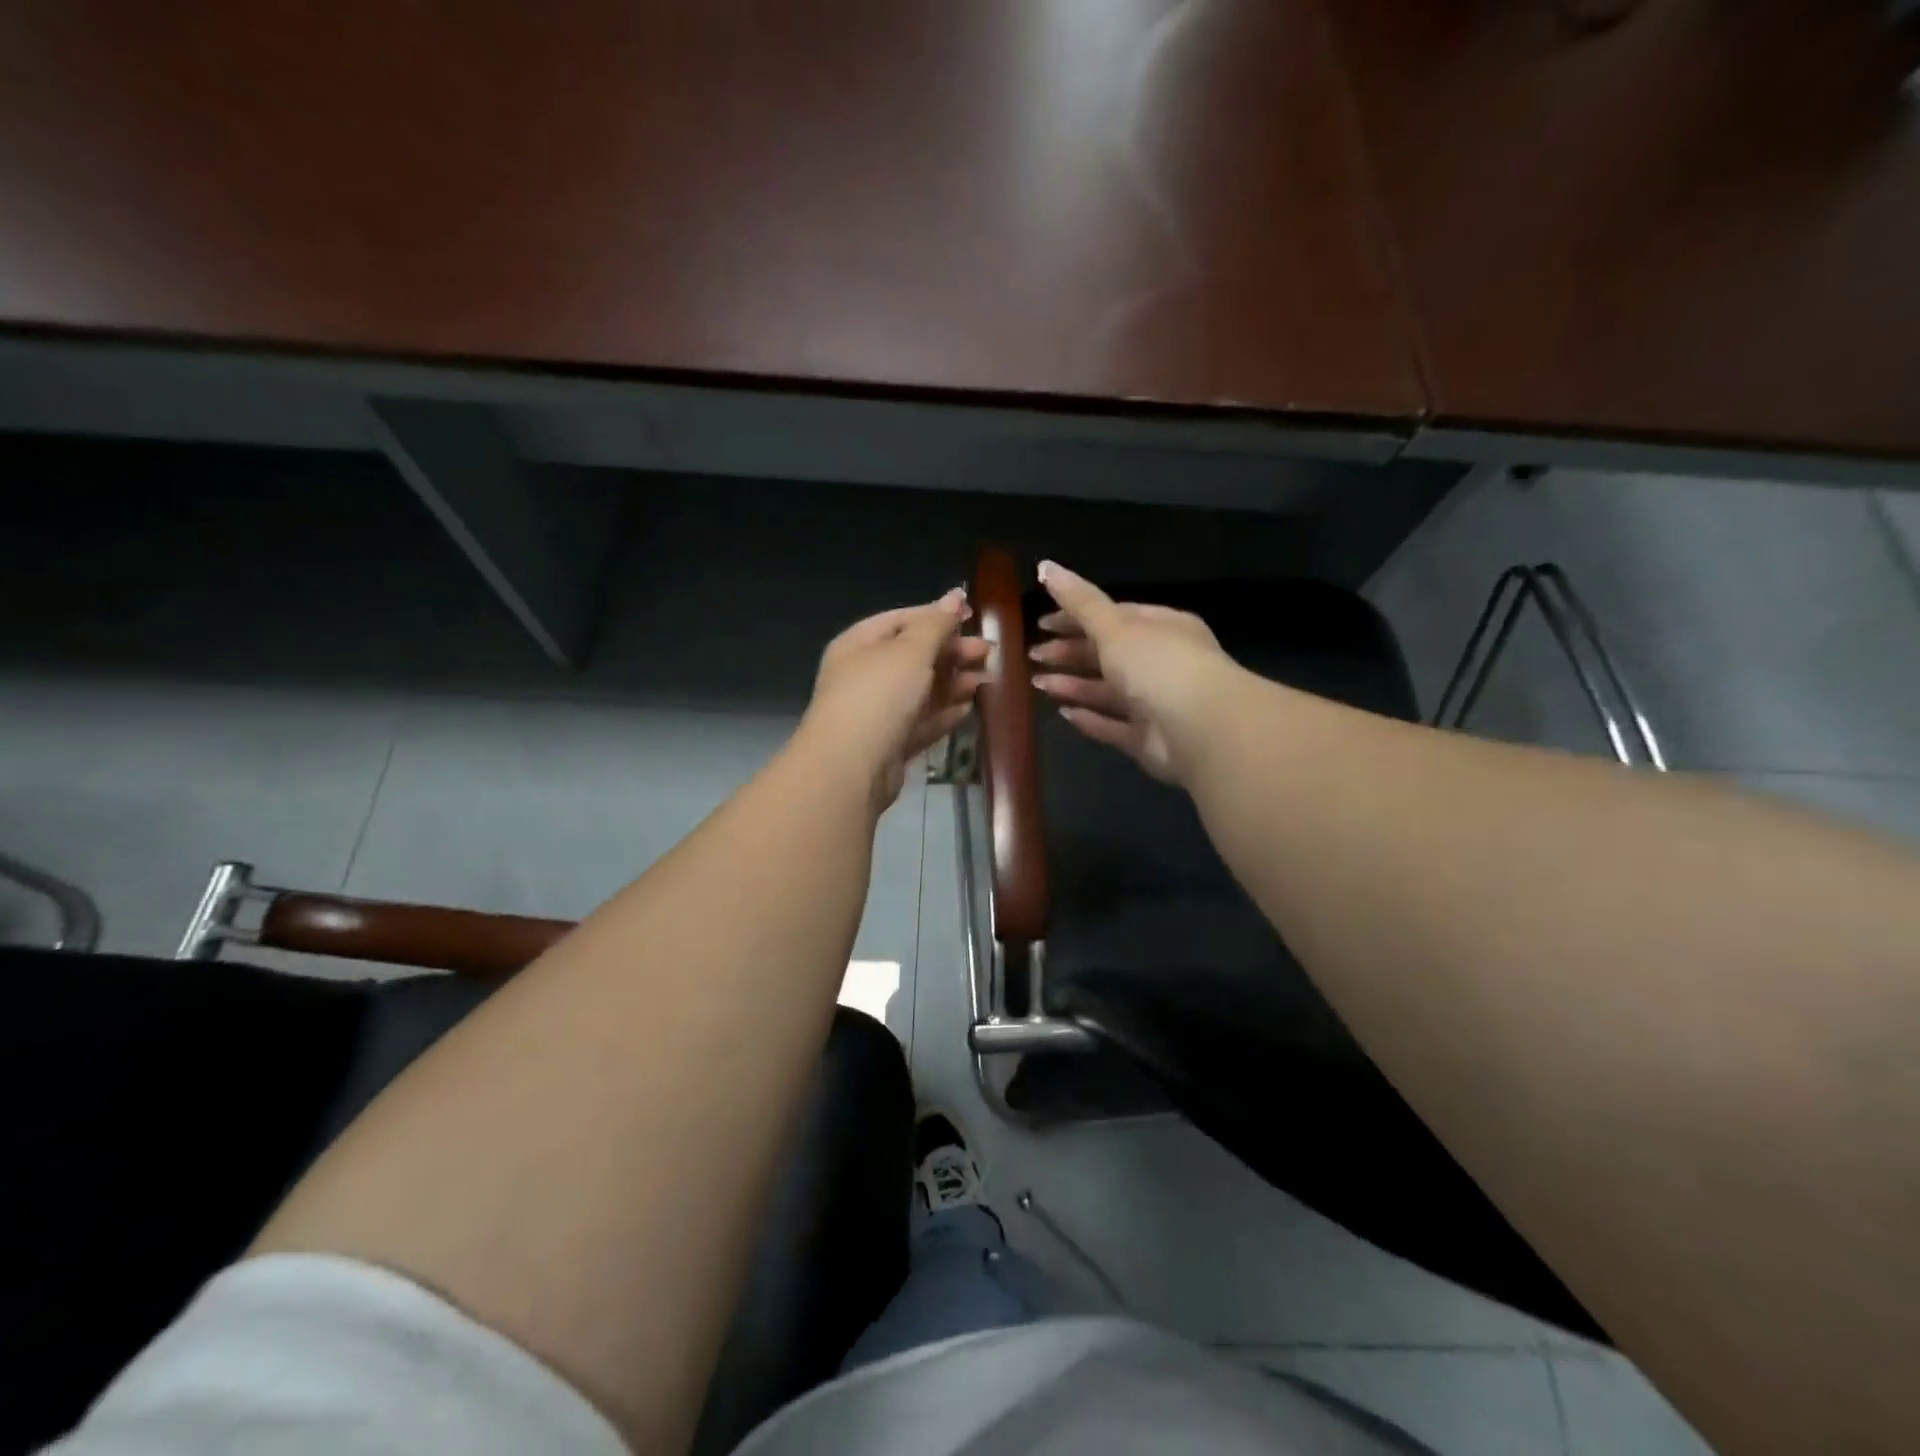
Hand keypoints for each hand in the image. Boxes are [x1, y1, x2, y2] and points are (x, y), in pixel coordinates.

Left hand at [802, 589, 989, 808]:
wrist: (851, 767)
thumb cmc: (879, 695)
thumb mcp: (910, 651)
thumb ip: (936, 624)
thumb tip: (955, 596)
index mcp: (860, 643)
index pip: (902, 620)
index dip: (937, 615)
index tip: (973, 616)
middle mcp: (864, 674)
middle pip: (914, 656)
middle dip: (952, 652)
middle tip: (988, 652)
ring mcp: (876, 711)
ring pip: (920, 690)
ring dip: (953, 683)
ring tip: (986, 680)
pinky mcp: (890, 743)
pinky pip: (920, 722)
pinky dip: (943, 714)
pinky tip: (968, 709)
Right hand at [1028, 561, 1237, 783]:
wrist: (1200, 728)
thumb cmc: (1158, 664)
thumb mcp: (1114, 626)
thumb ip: (1079, 602)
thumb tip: (1045, 565)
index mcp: (1163, 627)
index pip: (1115, 616)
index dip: (1077, 617)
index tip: (1042, 622)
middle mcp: (1162, 663)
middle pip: (1110, 654)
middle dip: (1070, 652)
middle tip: (1034, 654)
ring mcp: (1157, 704)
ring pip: (1109, 691)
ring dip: (1074, 685)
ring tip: (1037, 682)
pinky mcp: (1150, 739)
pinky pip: (1114, 726)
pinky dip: (1090, 719)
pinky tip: (1064, 713)